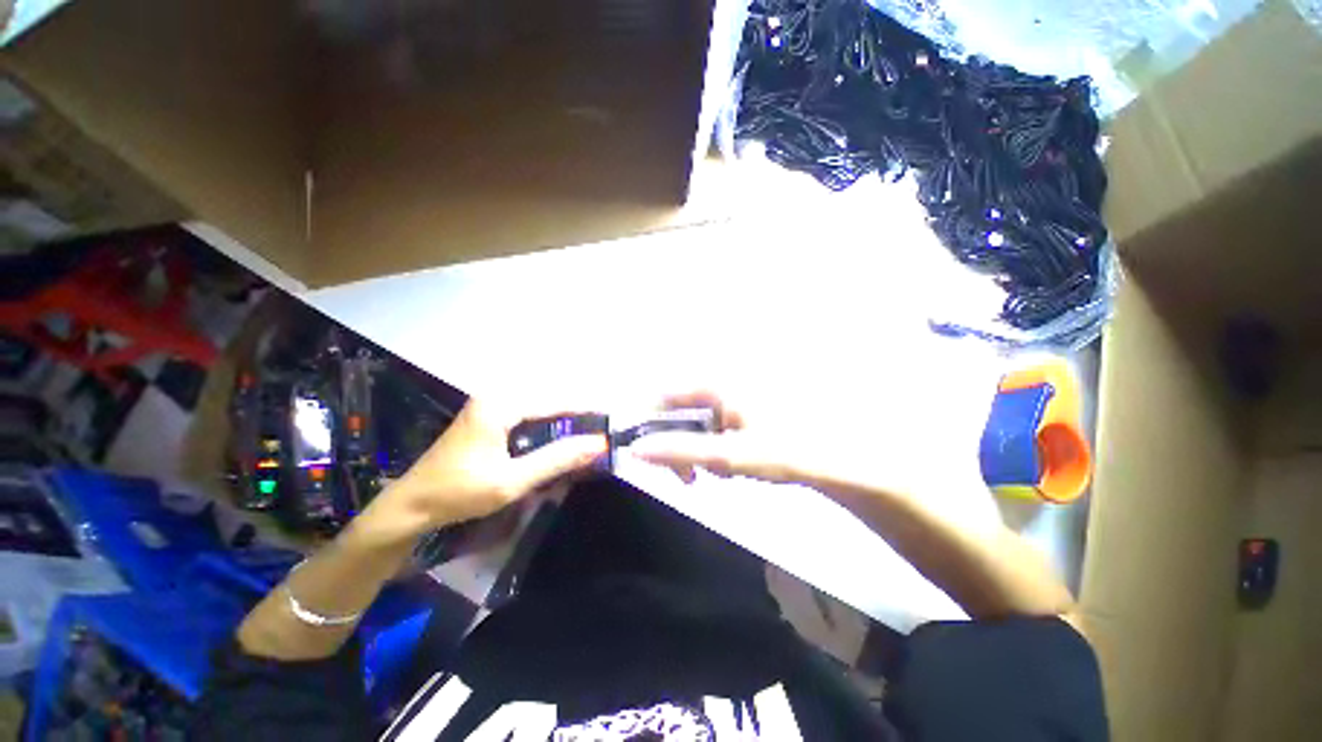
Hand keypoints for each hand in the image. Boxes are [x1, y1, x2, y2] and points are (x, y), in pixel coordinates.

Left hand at [356, 398, 606, 545]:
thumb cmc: (459, 493)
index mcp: (501, 405)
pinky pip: (527, 416)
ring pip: (539, 408)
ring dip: (563, 421)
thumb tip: (598, 444)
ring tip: (588, 433)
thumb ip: (557, 459)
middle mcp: (496, 397)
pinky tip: (559, 439)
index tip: (611, 418)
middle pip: (549, 401)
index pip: (556, 401)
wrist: (409, 507)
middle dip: (577, 414)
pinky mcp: (488, 418)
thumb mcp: (512, 480)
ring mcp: (490, 406)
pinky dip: (547, 427)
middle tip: (602, 430)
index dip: (586, 409)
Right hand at [627, 390, 809, 485]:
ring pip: (696, 424)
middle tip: (688, 478)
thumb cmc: (783, 451)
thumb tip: (636, 450)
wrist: (837, 460)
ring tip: (716, 474)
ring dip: (697, 452)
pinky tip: (729, 467)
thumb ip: (681, 451)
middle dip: (678, 446)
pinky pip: (714, 429)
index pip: (664, 395)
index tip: (648, 456)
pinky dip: (713, 449)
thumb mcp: (728, 454)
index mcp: (717, 385)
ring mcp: (734, 400)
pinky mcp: (744, 413)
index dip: (649, 424)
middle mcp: (722, 385)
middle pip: (679, 412)